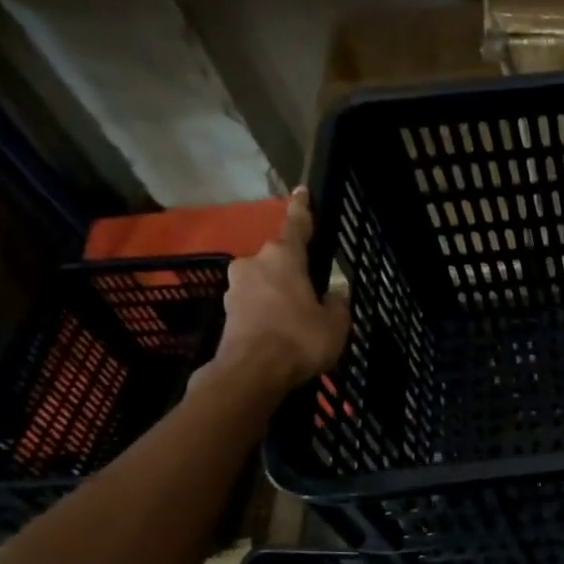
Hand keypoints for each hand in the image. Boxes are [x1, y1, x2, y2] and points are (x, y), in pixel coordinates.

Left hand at [205, 189, 349, 392]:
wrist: (251, 374)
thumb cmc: (299, 339)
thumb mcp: (335, 323)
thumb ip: (337, 303)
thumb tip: (335, 292)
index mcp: (283, 256)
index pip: (296, 225)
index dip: (302, 208)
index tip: (301, 190)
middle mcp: (254, 263)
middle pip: (279, 258)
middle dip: (294, 270)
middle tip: (314, 290)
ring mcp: (236, 288)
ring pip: (266, 282)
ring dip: (281, 293)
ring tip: (300, 318)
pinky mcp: (227, 312)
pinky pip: (256, 304)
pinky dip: (269, 312)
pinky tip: (283, 331)